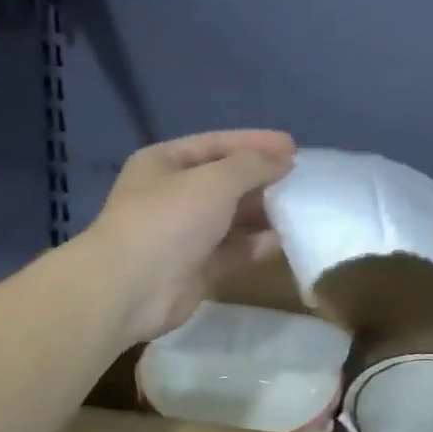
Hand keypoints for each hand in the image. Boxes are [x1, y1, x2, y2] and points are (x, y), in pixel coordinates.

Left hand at [82, 130, 296, 344]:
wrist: (129, 289)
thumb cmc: (169, 219)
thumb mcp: (215, 180)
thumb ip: (253, 165)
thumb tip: (284, 159)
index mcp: (165, 162)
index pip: (217, 144)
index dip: (255, 142)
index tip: (293, 146)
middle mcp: (172, 194)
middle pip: (226, 180)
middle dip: (262, 178)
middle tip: (302, 178)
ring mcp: (184, 232)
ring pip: (232, 216)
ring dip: (264, 212)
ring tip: (301, 207)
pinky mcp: (196, 266)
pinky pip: (234, 249)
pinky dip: (257, 244)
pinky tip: (286, 239)